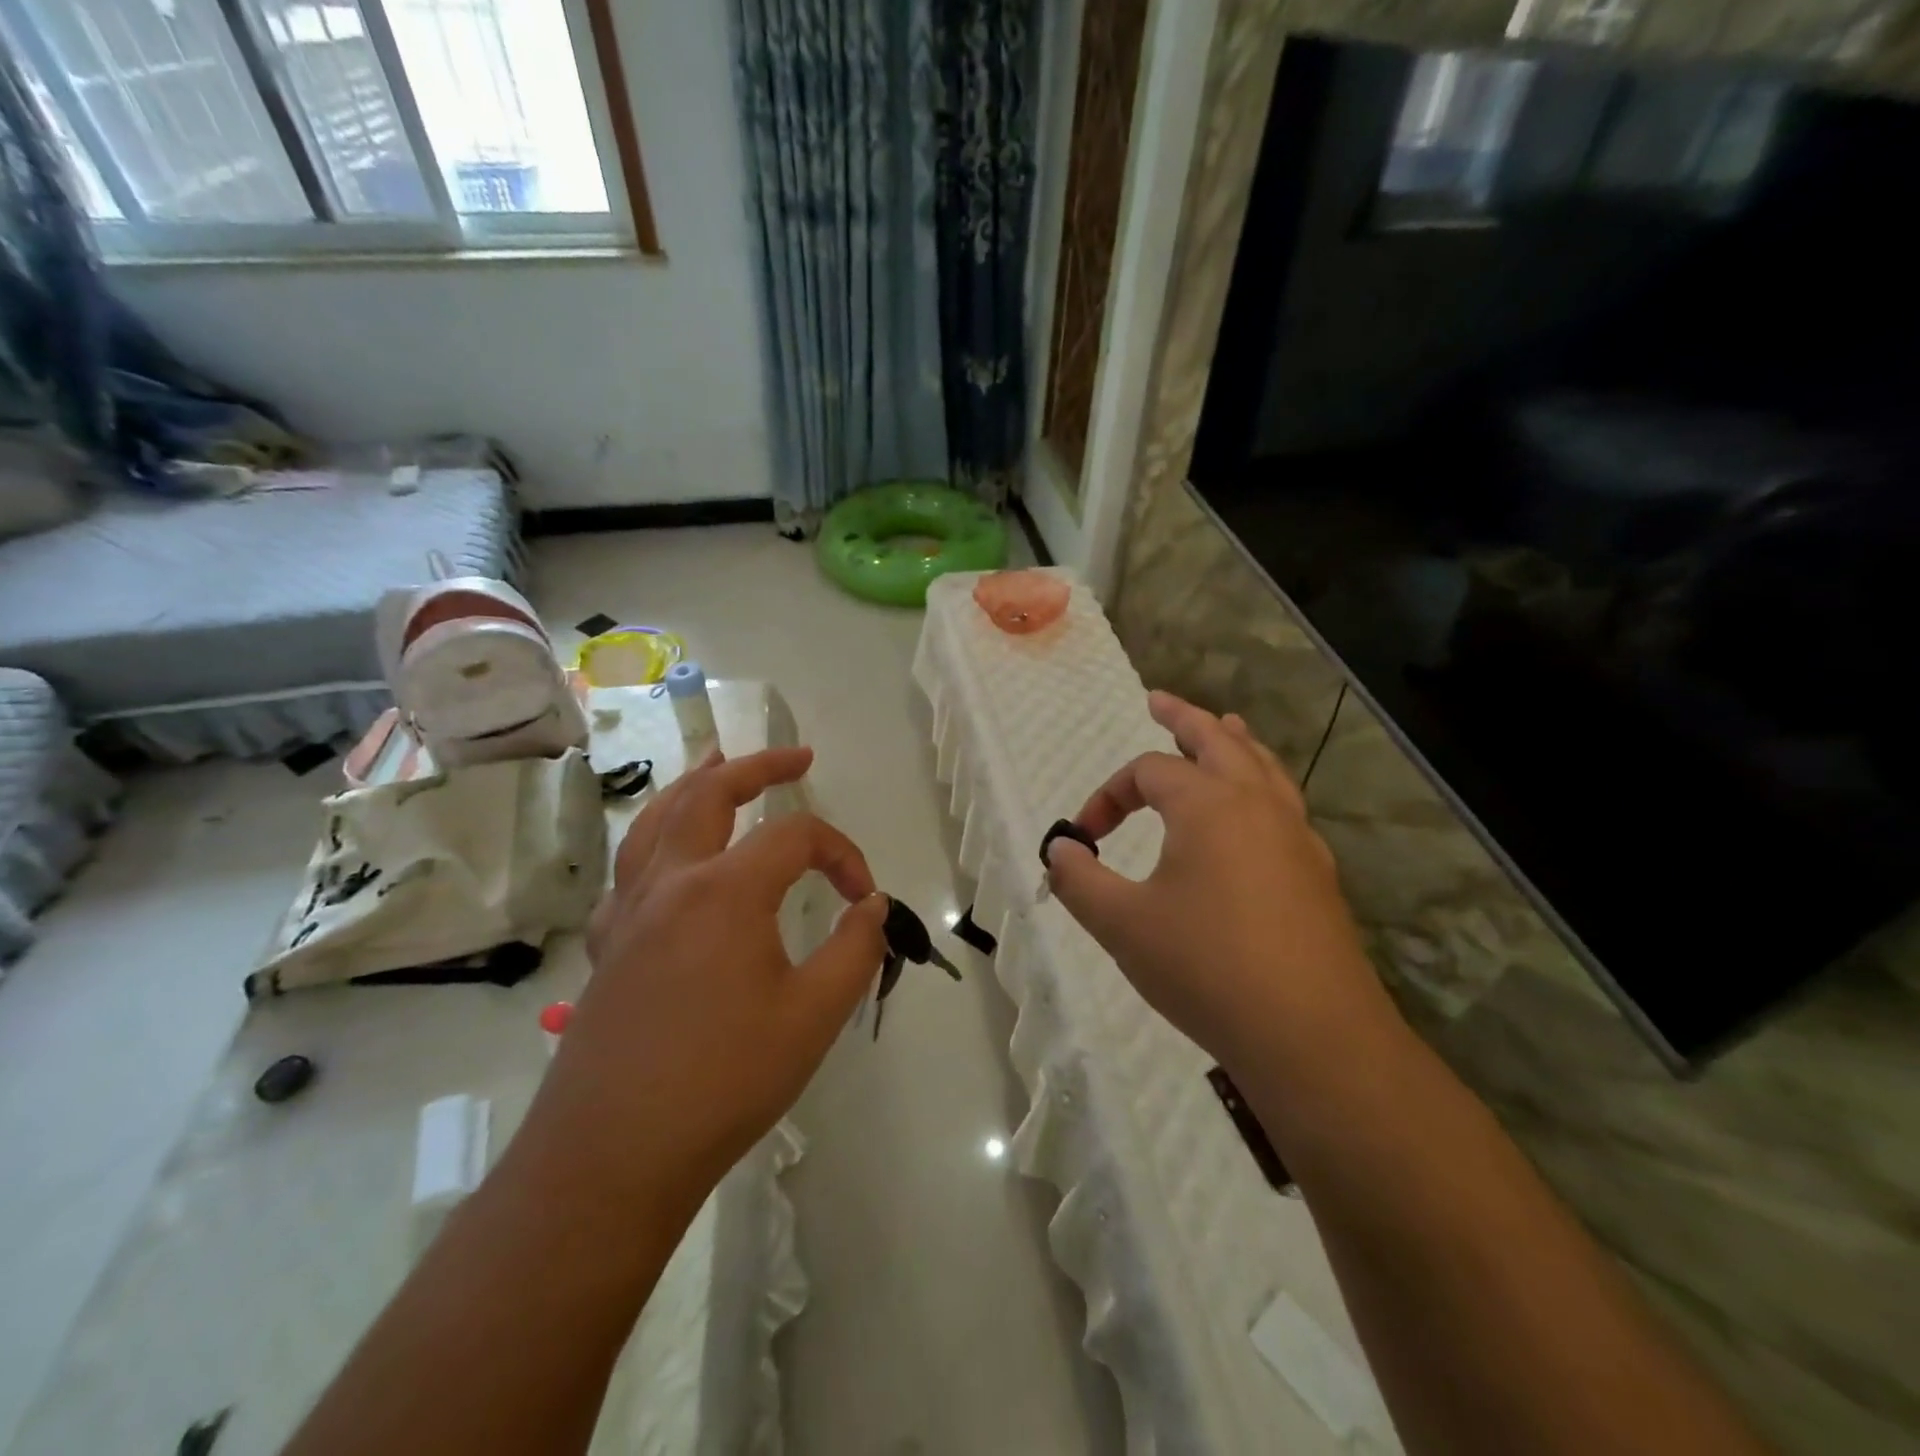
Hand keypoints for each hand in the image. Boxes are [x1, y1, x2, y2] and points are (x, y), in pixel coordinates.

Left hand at [514, 746, 888, 1218]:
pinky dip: (657, 840)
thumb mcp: (815, 1016)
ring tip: (717, 761)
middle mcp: (672, 882)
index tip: (864, 898)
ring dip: (694, 784)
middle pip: (711, 793)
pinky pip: (632, 868)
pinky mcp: (609, 945)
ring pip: (657, 819)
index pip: (797, 838)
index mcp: (725, 890)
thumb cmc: (724, 1081)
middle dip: (758, 766)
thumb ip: (855, 949)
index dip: (843, 855)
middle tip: (797, 757)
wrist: (612, 1156)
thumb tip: (870, 906)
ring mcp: (631, 911)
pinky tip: (669, 856)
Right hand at [1044, 692, 1394, 1076]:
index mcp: (1207, 804)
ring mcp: (1295, 836)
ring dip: (1233, 742)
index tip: (1084, 837)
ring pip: (1262, 766)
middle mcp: (1256, 804)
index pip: (1145, 773)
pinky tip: (1254, 811)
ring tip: (1222, 726)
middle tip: (1159, 700)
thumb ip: (1079, 880)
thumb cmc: (1205, 967)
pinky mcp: (1316, 872)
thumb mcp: (1122, 924)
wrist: (1311, 1034)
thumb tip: (1059, 850)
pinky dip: (1262, 784)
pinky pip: (1284, 804)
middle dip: (1183, 719)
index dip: (1106, 795)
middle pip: (1217, 740)